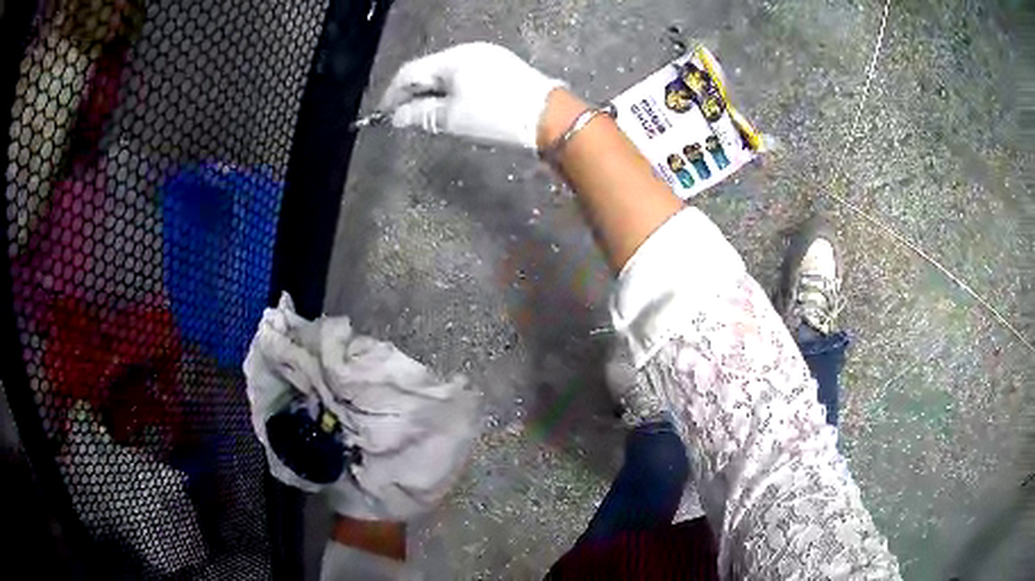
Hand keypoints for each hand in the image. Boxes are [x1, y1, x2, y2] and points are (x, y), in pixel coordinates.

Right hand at [379, 42, 565, 148]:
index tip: (384, 114)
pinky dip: (454, 92)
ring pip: (449, 75)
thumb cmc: (496, 115)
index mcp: (453, 58)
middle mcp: (470, 52)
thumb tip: (396, 117)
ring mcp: (490, 58)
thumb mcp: (452, 118)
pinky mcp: (504, 70)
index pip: (411, 72)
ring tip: (428, 116)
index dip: (393, 94)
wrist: (550, 117)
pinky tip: (454, 107)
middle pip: (430, 71)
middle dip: (414, 94)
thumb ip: (420, 115)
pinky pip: (467, 78)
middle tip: (405, 117)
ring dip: (434, 94)